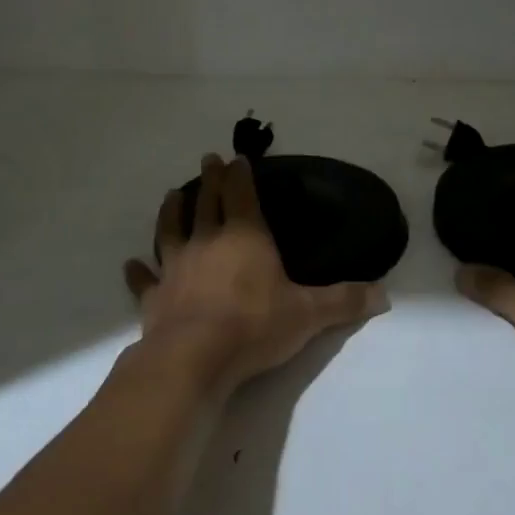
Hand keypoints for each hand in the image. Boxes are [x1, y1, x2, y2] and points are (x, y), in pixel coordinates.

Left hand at [123, 154, 387, 399]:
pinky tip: (130, 263)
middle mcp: (207, 242)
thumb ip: (344, 301)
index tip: (238, 157)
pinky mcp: (154, 296)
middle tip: (208, 159)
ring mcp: (176, 267)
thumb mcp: (308, 314)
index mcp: (245, 237)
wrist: (194, 357)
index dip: (241, 174)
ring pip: (170, 230)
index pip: (243, 195)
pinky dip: (137, 271)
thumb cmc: (255, 326)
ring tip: (172, 194)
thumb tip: (384, 295)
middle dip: (210, 180)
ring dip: (172, 211)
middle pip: (207, 202)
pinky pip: (143, 279)